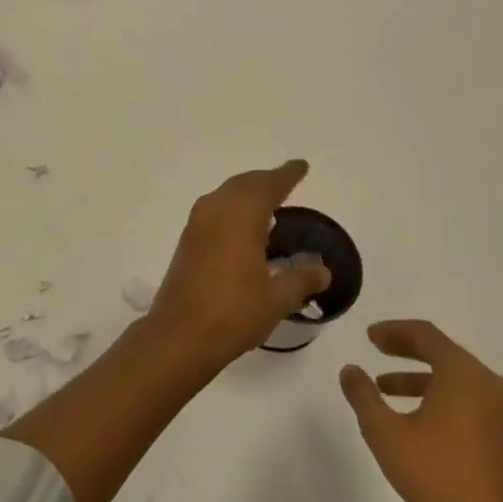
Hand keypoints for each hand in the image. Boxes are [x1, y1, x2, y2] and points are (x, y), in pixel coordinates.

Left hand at [144, 160, 331, 370]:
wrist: (180, 335)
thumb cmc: (233, 313)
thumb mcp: (277, 299)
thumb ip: (302, 278)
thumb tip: (322, 268)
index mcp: (240, 216)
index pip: (268, 185)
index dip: (286, 175)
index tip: (301, 166)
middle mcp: (215, 211)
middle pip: (243, 184)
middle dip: (265, 180)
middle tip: (287, 181)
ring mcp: (197, 225)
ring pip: (226, 195)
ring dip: (247, 193)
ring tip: (269, 201)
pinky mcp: (188, 241)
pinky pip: (215, 210)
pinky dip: (233, 208)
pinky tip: (243, 226)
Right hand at [340, 320, 502, 501]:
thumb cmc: (433, 474)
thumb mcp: (384, 431)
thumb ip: (363, 395)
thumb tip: (350, 370)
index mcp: (465, 375)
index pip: (427, 336)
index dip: (394, 331)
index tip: (369, 337)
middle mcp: (490, 386)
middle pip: (444, 354)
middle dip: (407, 352)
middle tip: (377, 351)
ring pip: (457, 380)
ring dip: (421, 379)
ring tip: (387, 389)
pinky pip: (470, 401)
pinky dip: (442, 398)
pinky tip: (418, 418)